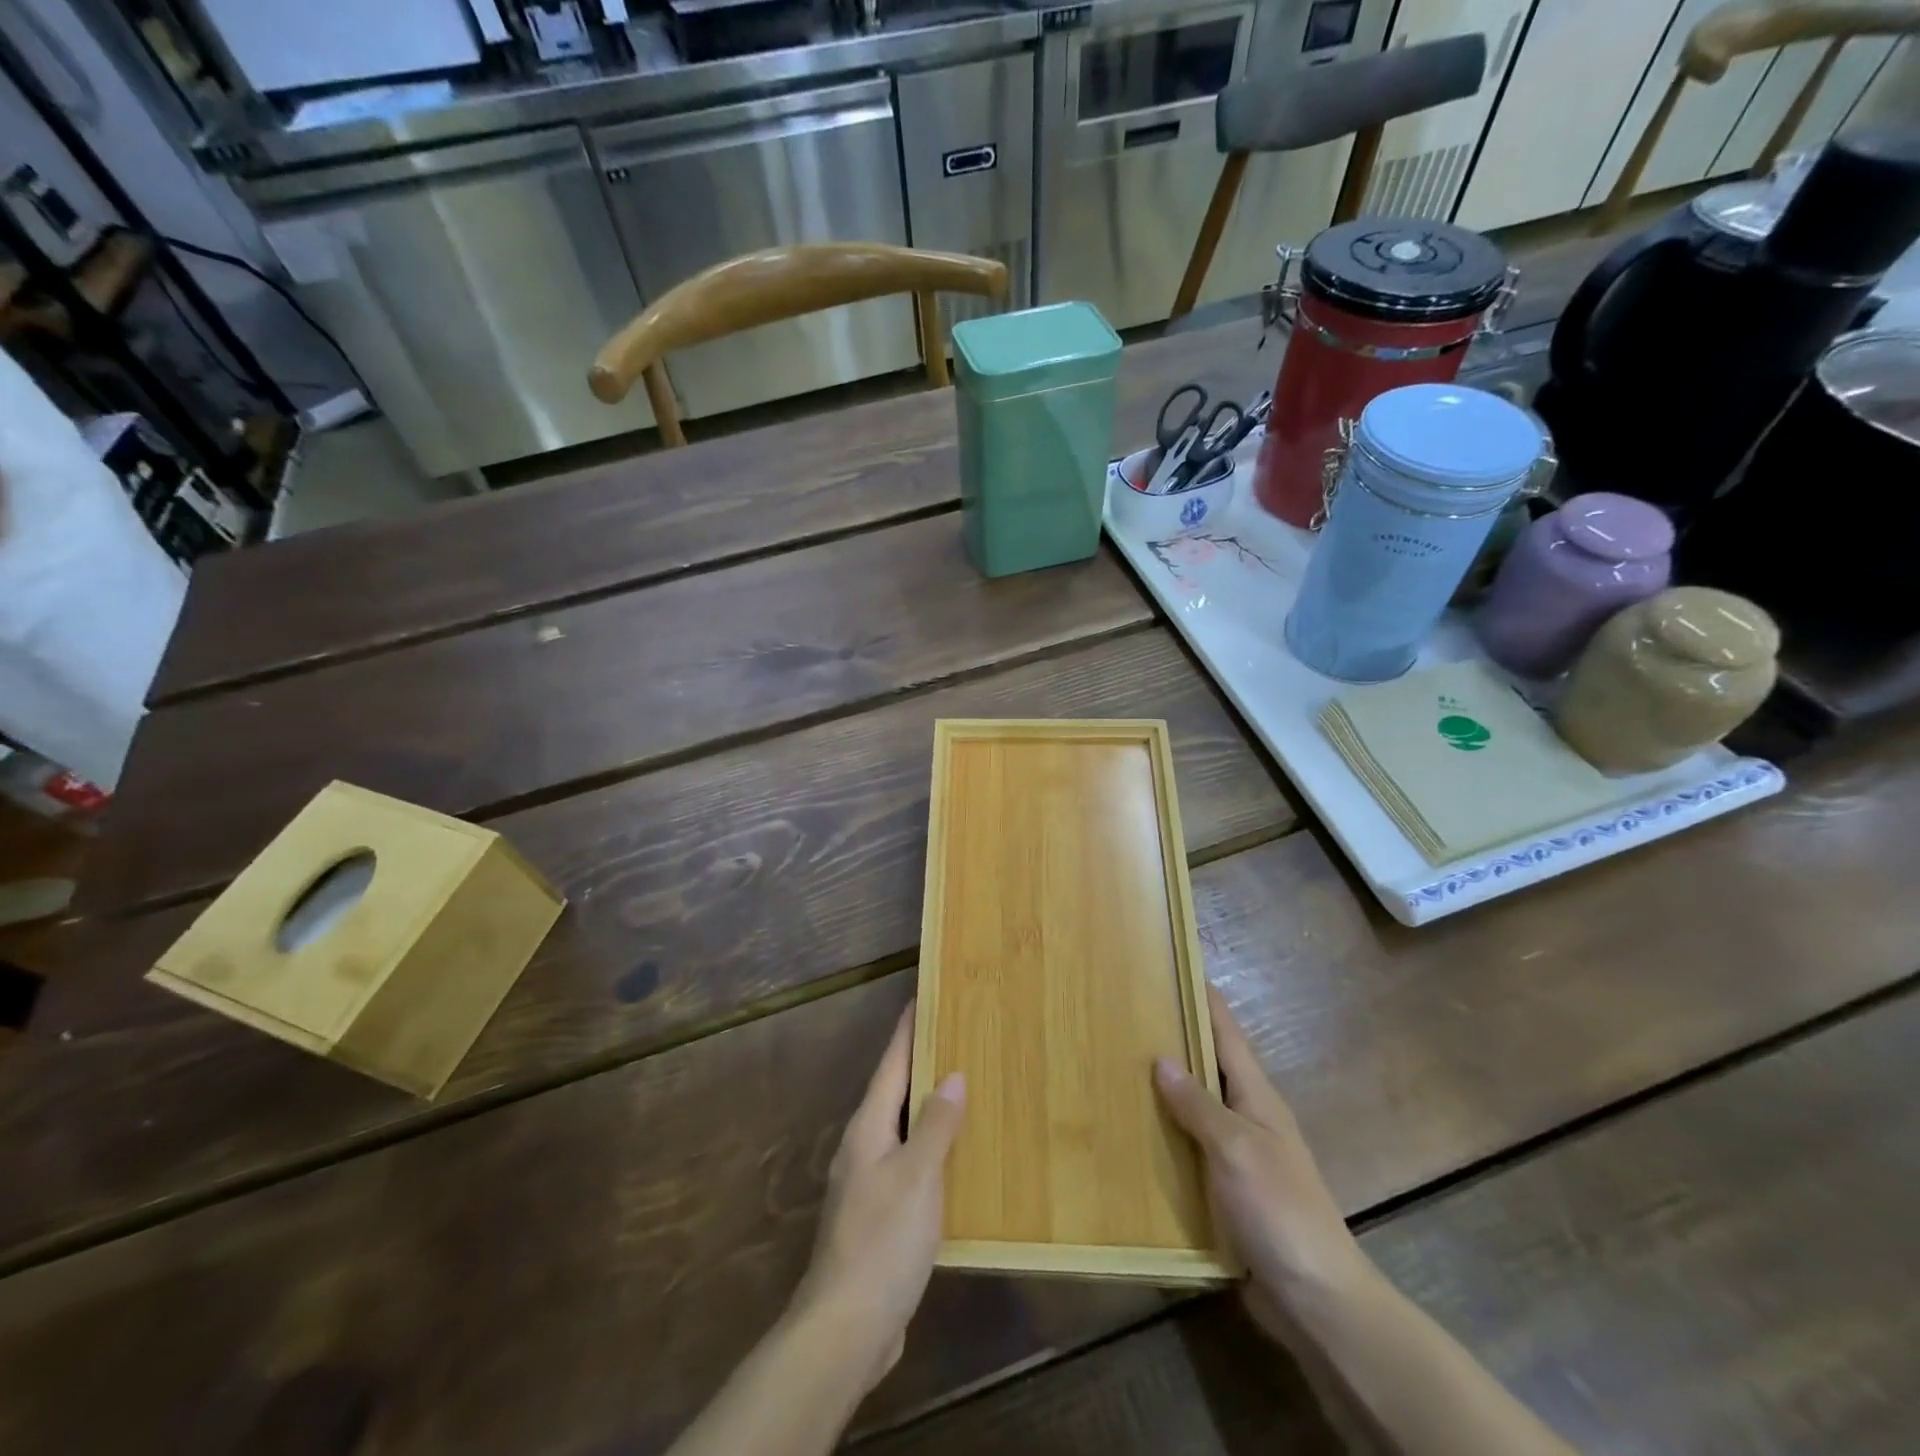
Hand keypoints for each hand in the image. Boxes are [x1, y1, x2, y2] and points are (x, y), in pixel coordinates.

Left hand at [791, 1002, 964, 1393]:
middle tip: (956, 1037)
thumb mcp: (917, 1176)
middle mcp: (863, 1147)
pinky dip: (931, 1148)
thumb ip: (935, 1125)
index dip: (906, 1030)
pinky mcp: (879, 1217)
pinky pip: (909, 1164)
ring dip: (928, 1107)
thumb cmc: (882, 1240)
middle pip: (895, 1092)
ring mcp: (868, 1183)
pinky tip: (955, 1159)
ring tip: (963, 1088)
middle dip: (921, 1064)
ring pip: (902, 1129)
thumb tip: (953, 1075)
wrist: (846, 1327)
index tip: (921, 996)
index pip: (891, 1064)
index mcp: (868, 1128)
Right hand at [1154, 985, 1370, 1340]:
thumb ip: (1198, 1103)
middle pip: (1207, 1064)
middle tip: (1125, 1013)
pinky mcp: (1226, 1190)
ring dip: (1163, 1088)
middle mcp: (1247, 1117)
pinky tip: (1131, 1134)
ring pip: (1194, 1107)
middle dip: (1172, 1036)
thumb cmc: (1279, 1210)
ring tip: (1115, 1066)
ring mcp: (1238, 1155)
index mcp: (1256, 1096)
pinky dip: (1164, 1134)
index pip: (1225, 1031)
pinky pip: (1188, 1148)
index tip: (1172, 964)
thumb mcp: (1235, 1148)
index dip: (1202, 996)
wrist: (1316, 1300)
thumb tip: (1161, 1057)